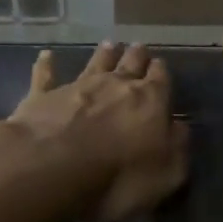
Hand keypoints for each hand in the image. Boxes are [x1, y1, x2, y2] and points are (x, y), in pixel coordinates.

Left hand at [7, 42, 190, 221]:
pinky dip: (46, 65)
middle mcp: (116, 85)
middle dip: (137, 56)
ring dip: (104, 54)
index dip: (161, 72)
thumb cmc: (119, 177)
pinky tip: (46, 55)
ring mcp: (78, 87)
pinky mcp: (44, 97)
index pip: (161, 79)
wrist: (53, 169)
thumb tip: (179, 126)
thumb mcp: (167, 173)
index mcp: (150, 100)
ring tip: (110, 44)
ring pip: (95, 63)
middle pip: (130, 63)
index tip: (161, 65)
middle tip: (139, 47)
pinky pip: (46, 76)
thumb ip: (177, 146)